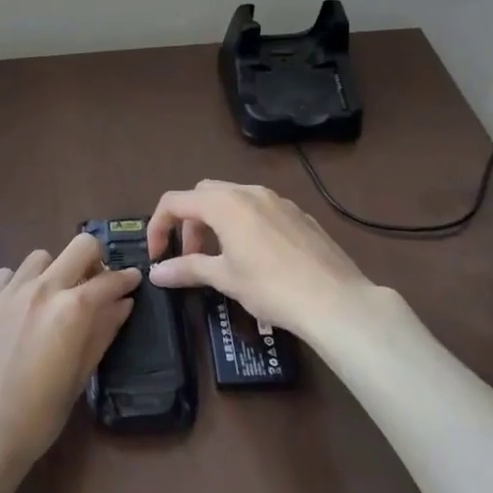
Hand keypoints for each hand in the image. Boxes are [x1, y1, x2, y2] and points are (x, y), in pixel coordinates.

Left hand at [0, 232, 139, 486]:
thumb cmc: (39, 415)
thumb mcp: (80, 376)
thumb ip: (102, 332)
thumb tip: (123, 303)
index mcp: (72, 309)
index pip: (109, 281)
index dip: (126, 279)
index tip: (133, 280)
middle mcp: (44, 288)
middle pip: (80, 247)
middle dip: (96, 259)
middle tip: (96, 283)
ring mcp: (11, 290)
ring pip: (42, 256)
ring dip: (55, 270)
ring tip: (54, 297)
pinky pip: (9, 273)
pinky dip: (21, 281)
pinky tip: (21, 306)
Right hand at [146, 181, 372, 337]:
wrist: (336, 300)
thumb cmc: (271, 287)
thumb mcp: (225, 278)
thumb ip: (187, 269)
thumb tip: (156, 272)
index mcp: (224, 203)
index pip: (175, 201)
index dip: (158, 226)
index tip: (157, 255)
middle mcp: (249, 191)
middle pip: (203, 194)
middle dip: (189, 222)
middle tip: (191, 256)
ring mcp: (278, 200)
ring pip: (234, 199)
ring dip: (216, 222)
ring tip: (221, 258)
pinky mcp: (299, 214)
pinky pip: (260, 209)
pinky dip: (244, 224)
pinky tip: (257, 258)